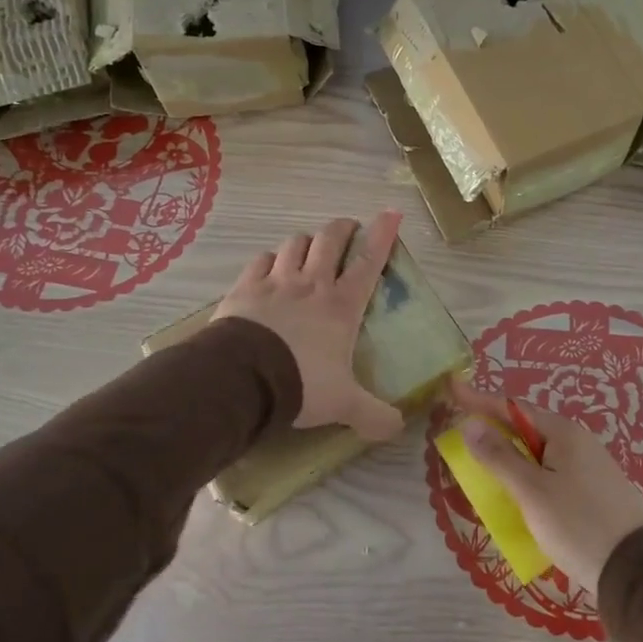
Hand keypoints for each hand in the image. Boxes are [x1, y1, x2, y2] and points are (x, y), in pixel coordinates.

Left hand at [213, 211, 406, 442]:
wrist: (243, 379)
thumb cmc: (302, 384)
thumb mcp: (344, 405)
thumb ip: (373, 416)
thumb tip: (398, 428)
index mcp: (342, 306)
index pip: (369, 262)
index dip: (383, 236)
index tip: (391, 213)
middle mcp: (312, 284)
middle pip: (330, 240)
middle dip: (342, 229)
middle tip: (347, 229)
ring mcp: (276, 282)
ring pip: (295, 244)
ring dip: (306, 242)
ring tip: (308, 249)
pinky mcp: (246, 288)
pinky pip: (261, 260)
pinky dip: (270, 260)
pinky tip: (270, 267)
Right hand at [444, 380, 642, 600]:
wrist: (634, 570)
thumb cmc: (577, 525)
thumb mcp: (532, 491)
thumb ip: (499, 457)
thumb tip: (471, 424)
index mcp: (564, 433)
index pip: (513, 408)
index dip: (480, 400)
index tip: (452, 387)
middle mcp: (579, 441)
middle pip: (527, 428)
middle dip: (494, 429)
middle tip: (464, 434)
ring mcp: (590, 466)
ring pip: (540, 452)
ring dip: (511, 455)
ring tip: (484, 464)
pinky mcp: (595, 490)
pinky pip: (552, 472)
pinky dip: (529, 474)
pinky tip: (519, 491)